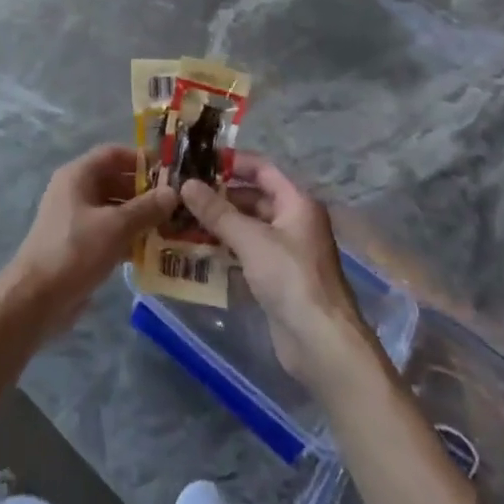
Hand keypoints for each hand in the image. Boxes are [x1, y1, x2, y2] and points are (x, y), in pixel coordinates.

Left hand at [0, 144, 175, 342]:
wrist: (37, 299)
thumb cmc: (75, 250)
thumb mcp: (115, 226)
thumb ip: (146, 208)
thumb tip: (173, 192)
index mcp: (78, 175)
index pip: (113, 154)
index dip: (141, 160)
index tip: (169, 173)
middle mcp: (75, 191)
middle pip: (115, 181)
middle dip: (144, 192)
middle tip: (175, 205)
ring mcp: (75, 219)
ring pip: (113, 209)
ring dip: (139, 217)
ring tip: (170, 228)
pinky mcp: (78, 245)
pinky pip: (108, 232)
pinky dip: (128, 237)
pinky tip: (152, 251)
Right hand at [179, 154, 379, 390]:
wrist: (320, 343)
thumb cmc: (290, 278)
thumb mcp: (251, 239)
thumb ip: (217, 212)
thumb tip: (186, 184)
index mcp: (297, 202)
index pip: (262, 170)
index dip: (232, 162)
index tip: (199, 160)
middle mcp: (294, 221)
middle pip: (254, 198)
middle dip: (220, 196)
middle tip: (183, 193)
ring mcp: (286, 251)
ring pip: (249, 227)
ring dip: (220, 224)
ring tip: (183, 219)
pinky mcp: (277, 278)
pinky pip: (247, 253)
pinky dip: (226, 250)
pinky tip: (198, 250)